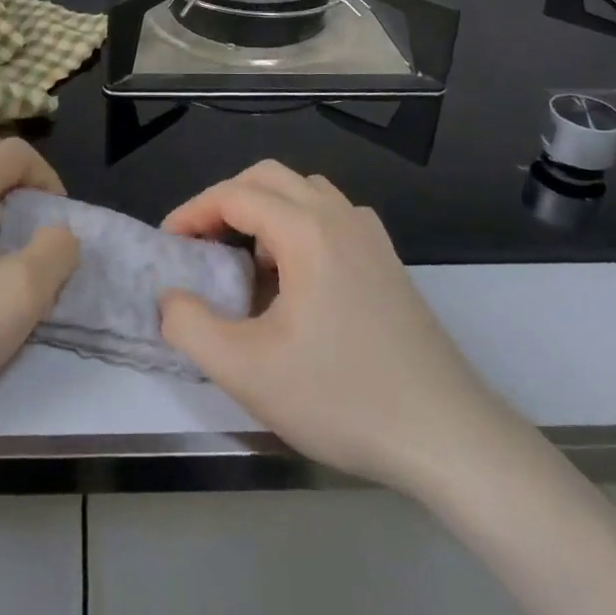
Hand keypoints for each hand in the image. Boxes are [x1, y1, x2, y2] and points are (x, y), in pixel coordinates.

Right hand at [159, 161, 505, 491]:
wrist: (447, 436)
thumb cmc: (342, 396)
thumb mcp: (246, 370)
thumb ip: (190, 326)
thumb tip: (171, 298)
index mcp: (306, 229)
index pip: (234, 195)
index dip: (192, 213)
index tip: (168, 245)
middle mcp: (340, 217)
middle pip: (268, 178)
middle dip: (225, 201)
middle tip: (200, 244)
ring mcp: (370, 237)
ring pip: (303, 193)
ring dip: (264, 211)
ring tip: (246, 262)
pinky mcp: (388, 263)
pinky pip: (331, 218)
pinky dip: (298, 227)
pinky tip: (295, 279)